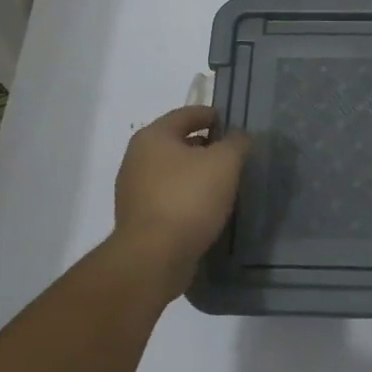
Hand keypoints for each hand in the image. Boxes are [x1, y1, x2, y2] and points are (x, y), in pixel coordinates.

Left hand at [111, 106, 250, 303]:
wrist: (154, 257)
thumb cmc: (189, 198)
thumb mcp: (224, 162)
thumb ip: (236, 143)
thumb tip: (238, 138)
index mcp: (153, 137)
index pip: (186, 114)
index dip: (211, 115)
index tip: (232, 123)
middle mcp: (137, 158)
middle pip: (177, 143)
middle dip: (205, 146)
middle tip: (232, 155)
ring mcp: (134, 190)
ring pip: (172, 172)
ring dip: (196, 174)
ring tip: (223, 183)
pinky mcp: (138, 218)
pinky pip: (168, 197)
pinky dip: (187, 197)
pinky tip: (206, 208)